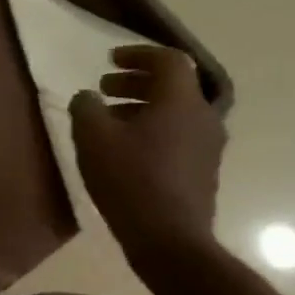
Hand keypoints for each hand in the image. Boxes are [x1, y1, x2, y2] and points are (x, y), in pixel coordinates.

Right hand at [69, 45, 225, 261]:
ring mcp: (208, 147)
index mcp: (181, 101)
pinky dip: (152, 130)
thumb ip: (86, 108)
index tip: (110, 60)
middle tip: (104, 89)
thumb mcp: (93, 138)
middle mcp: (202, 117)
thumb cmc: (130, 180)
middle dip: (136, 82)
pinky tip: (126, 150)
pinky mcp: (203, 172)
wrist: (170, 240)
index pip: (168, 60)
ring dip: (142, 108)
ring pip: (175, 113)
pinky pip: (178, 136)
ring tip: (109, 121)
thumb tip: (88, 98)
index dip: (138, 54)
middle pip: (172, 86)